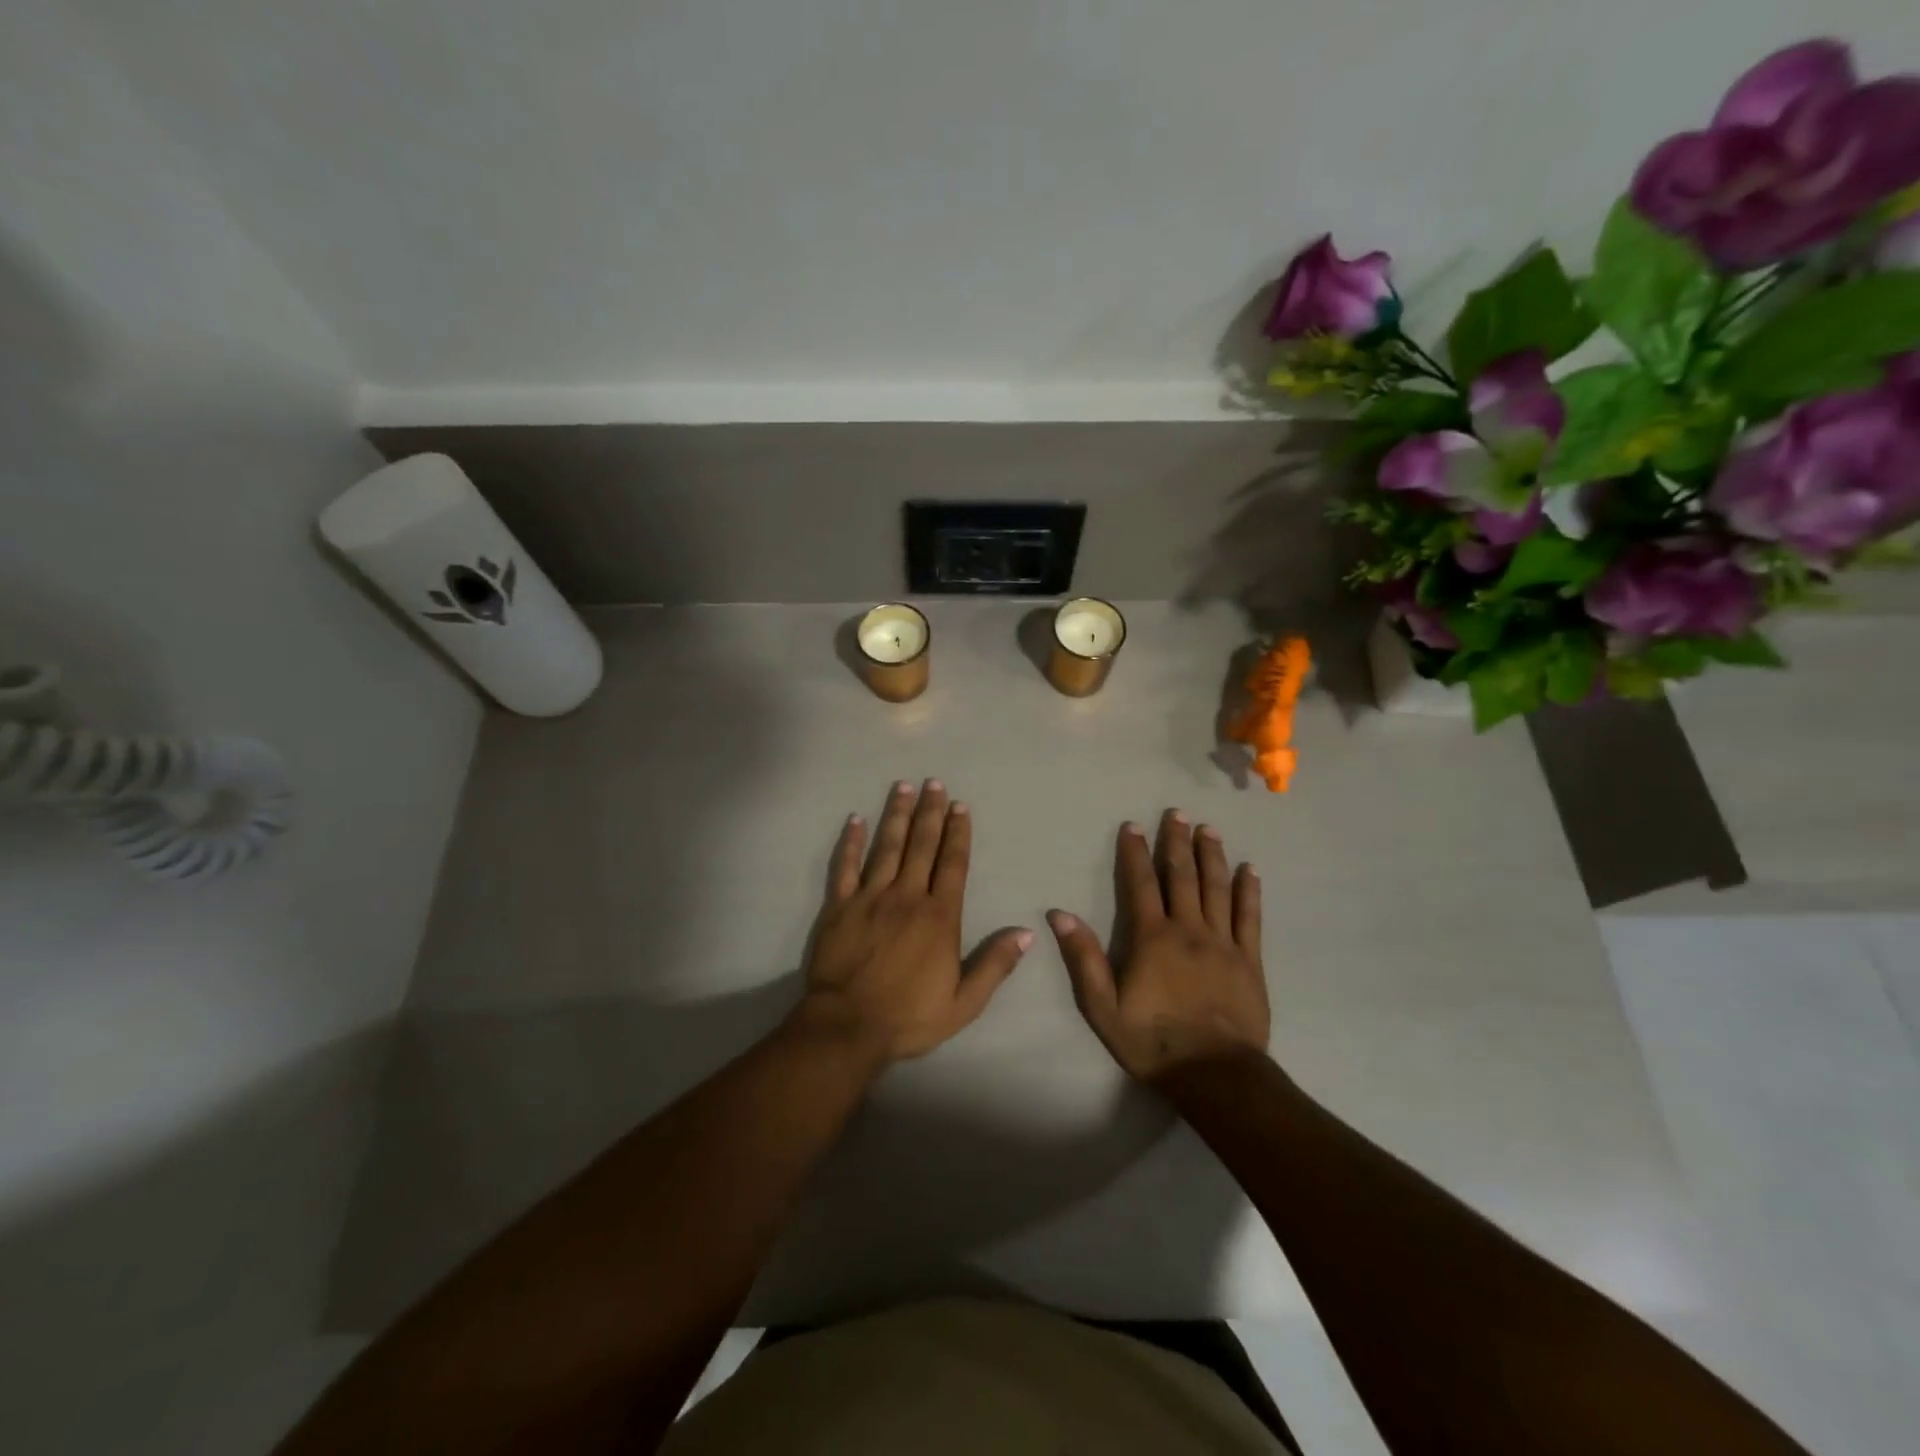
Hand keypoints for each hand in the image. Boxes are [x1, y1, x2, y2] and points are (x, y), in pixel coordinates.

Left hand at [796, 780, 1033, 1066]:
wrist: (847, 1027)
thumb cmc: (909, 1017)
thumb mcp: (964, 1002)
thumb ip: (995, 965)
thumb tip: (1027, 933)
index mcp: (940, 917)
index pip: (953, 864)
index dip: (958, 833)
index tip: (960, 805)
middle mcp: (907, 897)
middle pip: (921, 846)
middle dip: (930, 812)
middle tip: (934, 782)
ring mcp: (871, 898)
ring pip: (887, 847)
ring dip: (896, 815)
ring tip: (903, 787)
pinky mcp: (840, 906)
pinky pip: (845, 867)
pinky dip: (851, 842)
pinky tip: (856, 819)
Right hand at [1048, 811, 1269, 1084]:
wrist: (1214, 1075)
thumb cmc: (1152, 1042)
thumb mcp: (1103, 1006)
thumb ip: (1084, 958)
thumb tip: (1060, 914)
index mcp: (1152, 937)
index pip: (1141, 884)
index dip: (1135, 852)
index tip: (1133, 825)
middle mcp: (1188, 930)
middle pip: (1182, 876)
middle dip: (1177, 842)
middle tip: (1177, 813)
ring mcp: (1223, 943)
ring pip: (1217, 888)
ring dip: (1211, 856)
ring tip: (1209, 829)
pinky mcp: (1249, 961)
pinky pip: (1250, 918)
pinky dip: (1248, 891)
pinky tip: (1249, 870)